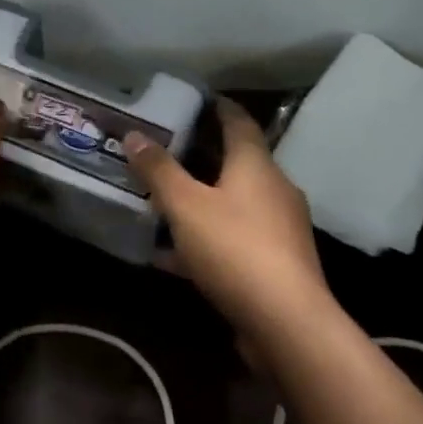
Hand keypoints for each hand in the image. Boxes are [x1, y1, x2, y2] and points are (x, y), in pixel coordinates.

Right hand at [125, 99, 332, 340]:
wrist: (287, 325)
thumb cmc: (235, 248)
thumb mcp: (185, 205)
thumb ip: (158, 170)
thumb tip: (134, 134)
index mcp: (256, 165)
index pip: (238, 120)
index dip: (215, 106)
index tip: (190, 98)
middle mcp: (273, 189)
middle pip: (234, 161)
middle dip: (198, 154)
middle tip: (162, 147)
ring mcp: (278, 228)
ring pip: (232, 202)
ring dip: (199, 198)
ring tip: (160, 198)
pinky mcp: (275, 263)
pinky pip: (233, 238)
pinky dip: (205, 237)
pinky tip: (170, 254)